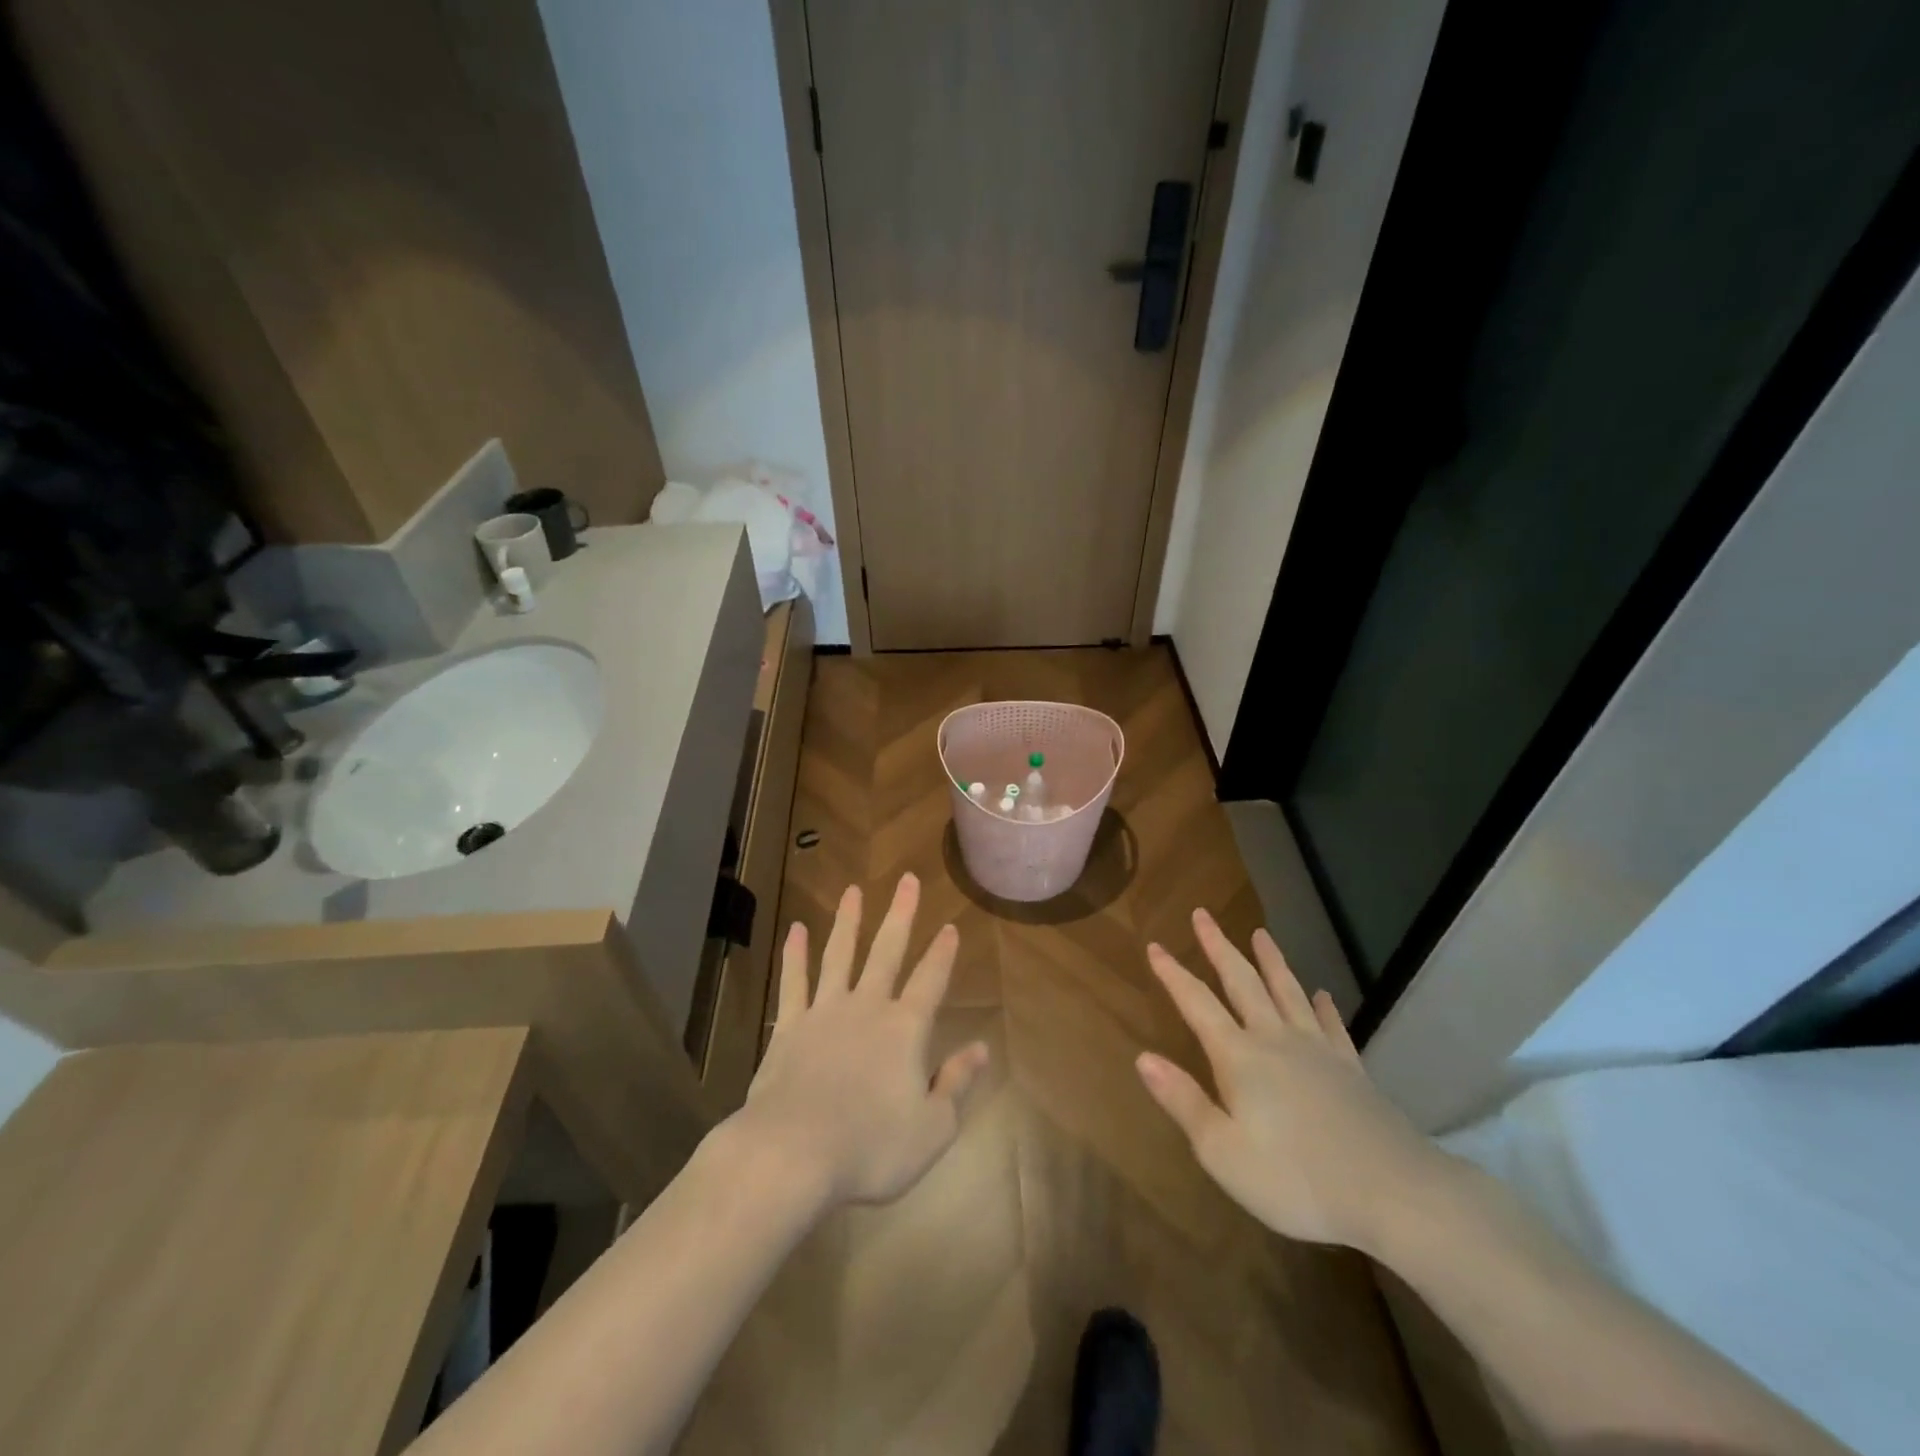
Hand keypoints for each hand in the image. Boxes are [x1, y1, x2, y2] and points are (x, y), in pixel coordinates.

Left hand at [735, 874, 989, 1206]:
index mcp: (905, 1029)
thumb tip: (982, 1048)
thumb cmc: (871, 1147)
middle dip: (900, 914)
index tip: (950, 925)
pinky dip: (795, 954)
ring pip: (840, 955)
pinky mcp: (790, 1027)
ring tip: (853, 890)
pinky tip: (796, 930)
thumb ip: (957, 1083)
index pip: (931, 981)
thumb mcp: (932, 1128)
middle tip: (907, 880)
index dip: (943, 953)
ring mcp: (825, 1012)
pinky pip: (794, 981)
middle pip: (887, 951)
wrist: (793, 1153)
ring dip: (848, 921)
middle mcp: (867, 1008)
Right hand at [1136, 910, 1449, 1251]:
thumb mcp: (1223, 1151)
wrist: (1393, 1193)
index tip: (1155, 945)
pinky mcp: (1351, 1069)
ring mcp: (1318, 1050)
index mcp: (1239, 1057)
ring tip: (1260, 933)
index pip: (1197, 1004)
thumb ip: (1183, 1101)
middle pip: (1242, 982)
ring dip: (1271, 961)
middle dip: (1219, 947)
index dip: (1173, 974)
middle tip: (1203, 915)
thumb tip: (1143, 1057)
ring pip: (1288, 992)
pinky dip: (1324, 1006)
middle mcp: (1275, 1040)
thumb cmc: (1296, 1179)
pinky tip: (1322, 994)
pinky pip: (1332, 1026)